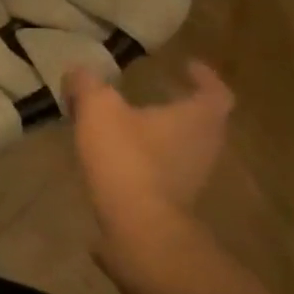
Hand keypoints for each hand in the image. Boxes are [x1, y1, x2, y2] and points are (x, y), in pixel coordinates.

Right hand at [67, 60, 232, 229]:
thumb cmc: (127, 158)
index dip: (204, 76)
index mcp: (198, 118)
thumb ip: (87, 85)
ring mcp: (194, 177)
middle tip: (156, 94)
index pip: (215, 91)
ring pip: (184, 146)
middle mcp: (205, 146)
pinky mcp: (175, 201)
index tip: (187, 66)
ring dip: (164, 134)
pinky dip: (150, 160)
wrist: (138, 227)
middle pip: (203, 121)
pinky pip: (167, 170)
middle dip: (181, 106)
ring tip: (131, 125)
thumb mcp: (98, 109)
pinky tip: (120, 157)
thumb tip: (78, 72)